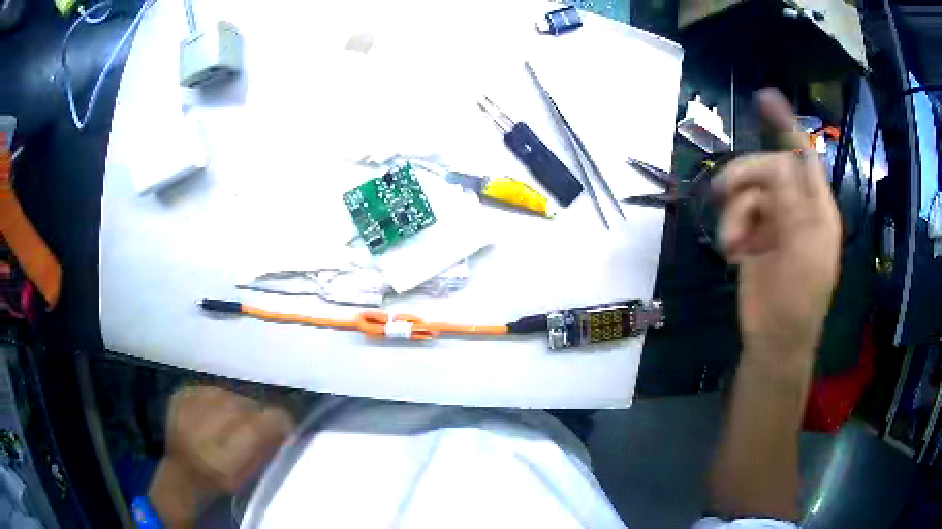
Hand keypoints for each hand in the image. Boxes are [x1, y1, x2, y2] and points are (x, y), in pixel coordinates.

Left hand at [149, 386, 293, 525]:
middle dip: (256, 416)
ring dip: (236, 407)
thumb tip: (284, 430)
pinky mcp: (182, 394)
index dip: (280, 422)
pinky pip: (211, 389)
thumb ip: (265, 450)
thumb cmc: (219, 480)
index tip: (285, 428)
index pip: (265, 421)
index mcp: (229, 452)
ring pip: (230, 394)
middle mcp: (209, 423)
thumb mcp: (247, 475)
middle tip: (254, 428)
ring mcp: (192, 404)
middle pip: (248, 405)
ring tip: (231, 421)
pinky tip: (213, 415)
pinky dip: (217, 401)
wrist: (180, 471)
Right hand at [713, 89, 840, 363]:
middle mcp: (797, 210)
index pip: (805, 158)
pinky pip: (738, 215)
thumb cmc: (796, 301)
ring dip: (735, 212)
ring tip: (731, 242)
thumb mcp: (801, 251)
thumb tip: (776, 163)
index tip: (765, 98)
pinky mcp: (755, 238)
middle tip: (722, 190)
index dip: (787, 127)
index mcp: (817, 210)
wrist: (774, 341)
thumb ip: (792, 204)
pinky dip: (731, 228)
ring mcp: (775, 224)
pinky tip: (731, 250)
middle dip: (746, 177)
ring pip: (749, 193)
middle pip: (769, 171)